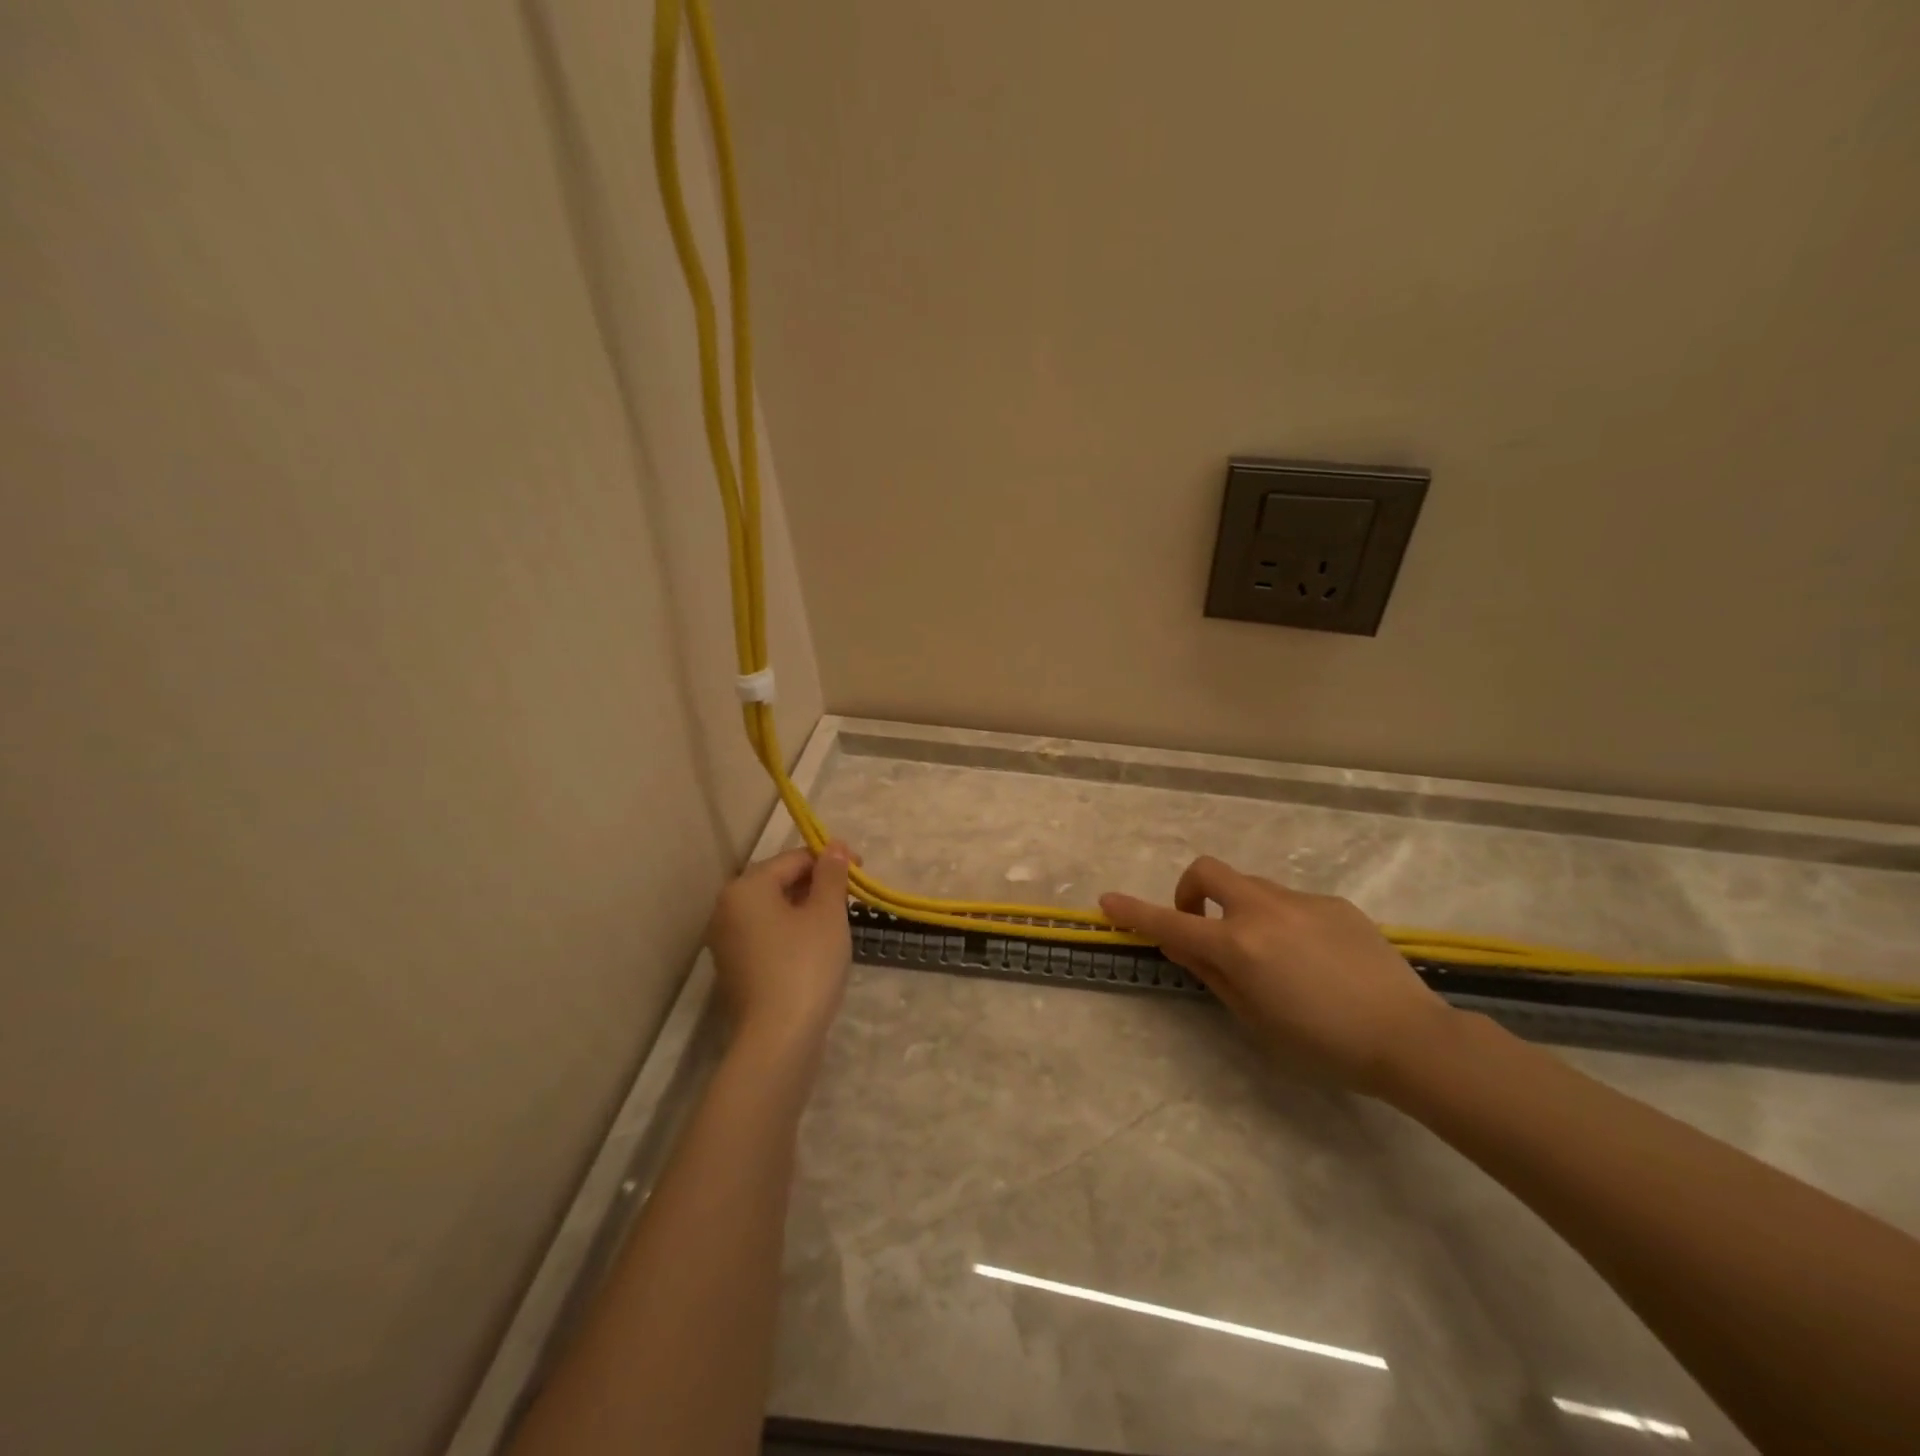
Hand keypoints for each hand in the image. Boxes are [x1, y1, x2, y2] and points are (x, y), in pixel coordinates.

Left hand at [707, 843, 854, 1052]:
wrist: (778, 1040)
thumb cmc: (805, 965)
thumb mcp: (827, 914)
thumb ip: (832, 875)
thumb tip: (834, 846)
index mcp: (746, 888)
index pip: (793, 859)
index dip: (831, 860)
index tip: (862, 870)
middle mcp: (727, 909)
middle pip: (779, 882)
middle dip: (818, 884)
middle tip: (852, 897)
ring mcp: (727, 942)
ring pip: (774, 911)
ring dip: (807, 908)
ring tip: (839, 921)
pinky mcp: (736, 970)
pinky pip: (768, 936)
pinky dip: (793, 933)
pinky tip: (817, 948)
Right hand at [1100, 855, 1452, 1092]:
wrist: (1410, 1038)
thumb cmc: (1323, 1045)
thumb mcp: (1254, 1019)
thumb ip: (1213, 975)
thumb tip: (1183, 945)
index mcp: (1238, 946)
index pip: (1171, 924)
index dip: (1134, 912)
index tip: (1107, 901)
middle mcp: (1263, 911)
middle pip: (1207, 872)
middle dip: (1189, 891)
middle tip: (1200, 926)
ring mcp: (1301, 902)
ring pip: (1251, 887)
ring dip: (1238, 909)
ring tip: (1267, 955)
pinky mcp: (1334, 904)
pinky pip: (1291, 902)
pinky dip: (1281, 921)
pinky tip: (1312, 959)